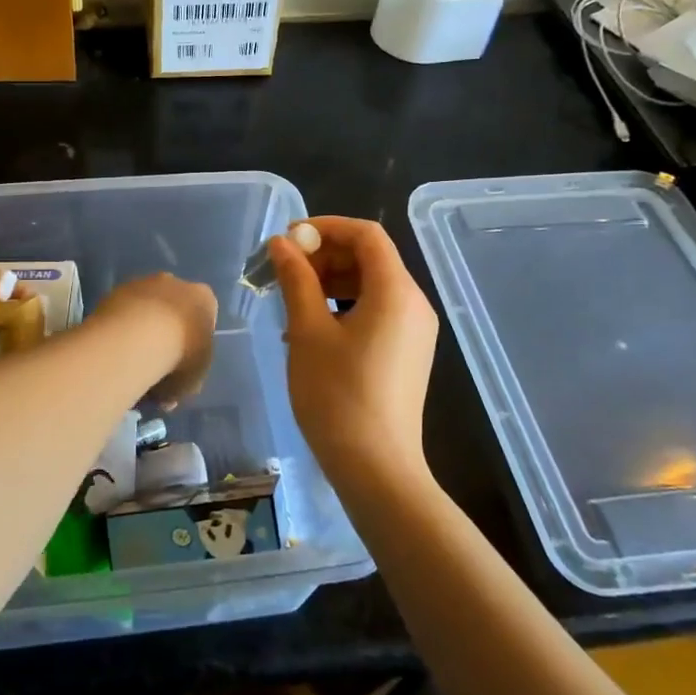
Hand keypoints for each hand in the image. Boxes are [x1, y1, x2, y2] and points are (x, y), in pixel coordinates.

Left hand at [95, 273, 217, 404]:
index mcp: (203, 298)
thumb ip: (185, 381)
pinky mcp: (116, 290)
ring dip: (140, 329)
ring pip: (145, 308)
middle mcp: (175, 283)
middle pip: (173, 309)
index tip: (183, 365)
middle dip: (166, 333)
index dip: (194, 343)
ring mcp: (143, 283)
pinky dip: (120, 328)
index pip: (204, 317)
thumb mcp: (193, 379)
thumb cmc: (180, 357)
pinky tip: (115, 351)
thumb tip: (170, 393)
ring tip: (130, 362)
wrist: (138, 338)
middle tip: (156, 365)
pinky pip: (122, 312)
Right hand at [270, 217, 437, 489]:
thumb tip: (281, 243)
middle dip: (325, 254)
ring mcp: (414, 330)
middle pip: (370, 257)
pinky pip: (376, 309)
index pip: (366, 234)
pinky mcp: (407, 351)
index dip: (326, 226)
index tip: (289, 238)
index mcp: (396, 291)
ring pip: (371, 283)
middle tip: (284, 269)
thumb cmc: (337, 395)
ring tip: (292, 298)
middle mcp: (414, 303)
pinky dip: (344, 304)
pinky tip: (311, 326)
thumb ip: (296, 280)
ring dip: (331, 280)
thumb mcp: (308, 332)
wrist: (376, 468)